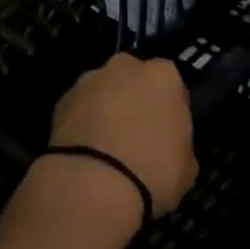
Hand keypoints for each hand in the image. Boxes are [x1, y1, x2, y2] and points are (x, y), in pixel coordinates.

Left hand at [48, 53, 197, 218]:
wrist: (92, 182)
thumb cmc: (152, 170)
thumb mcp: (187, 168)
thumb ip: (180, 144)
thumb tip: (169, 145)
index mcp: (163, 75)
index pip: (172, 85)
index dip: (170, 109)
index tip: (168, 133)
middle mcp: (125, 66)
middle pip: (134, 80)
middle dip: (136, 100)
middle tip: (138, 136)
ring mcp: (89, 79)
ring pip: (104, 91)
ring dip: (106, 109)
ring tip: (106, 148)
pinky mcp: (62, 98)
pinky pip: (80, 108)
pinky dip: (83, 123)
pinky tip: (85, 152)